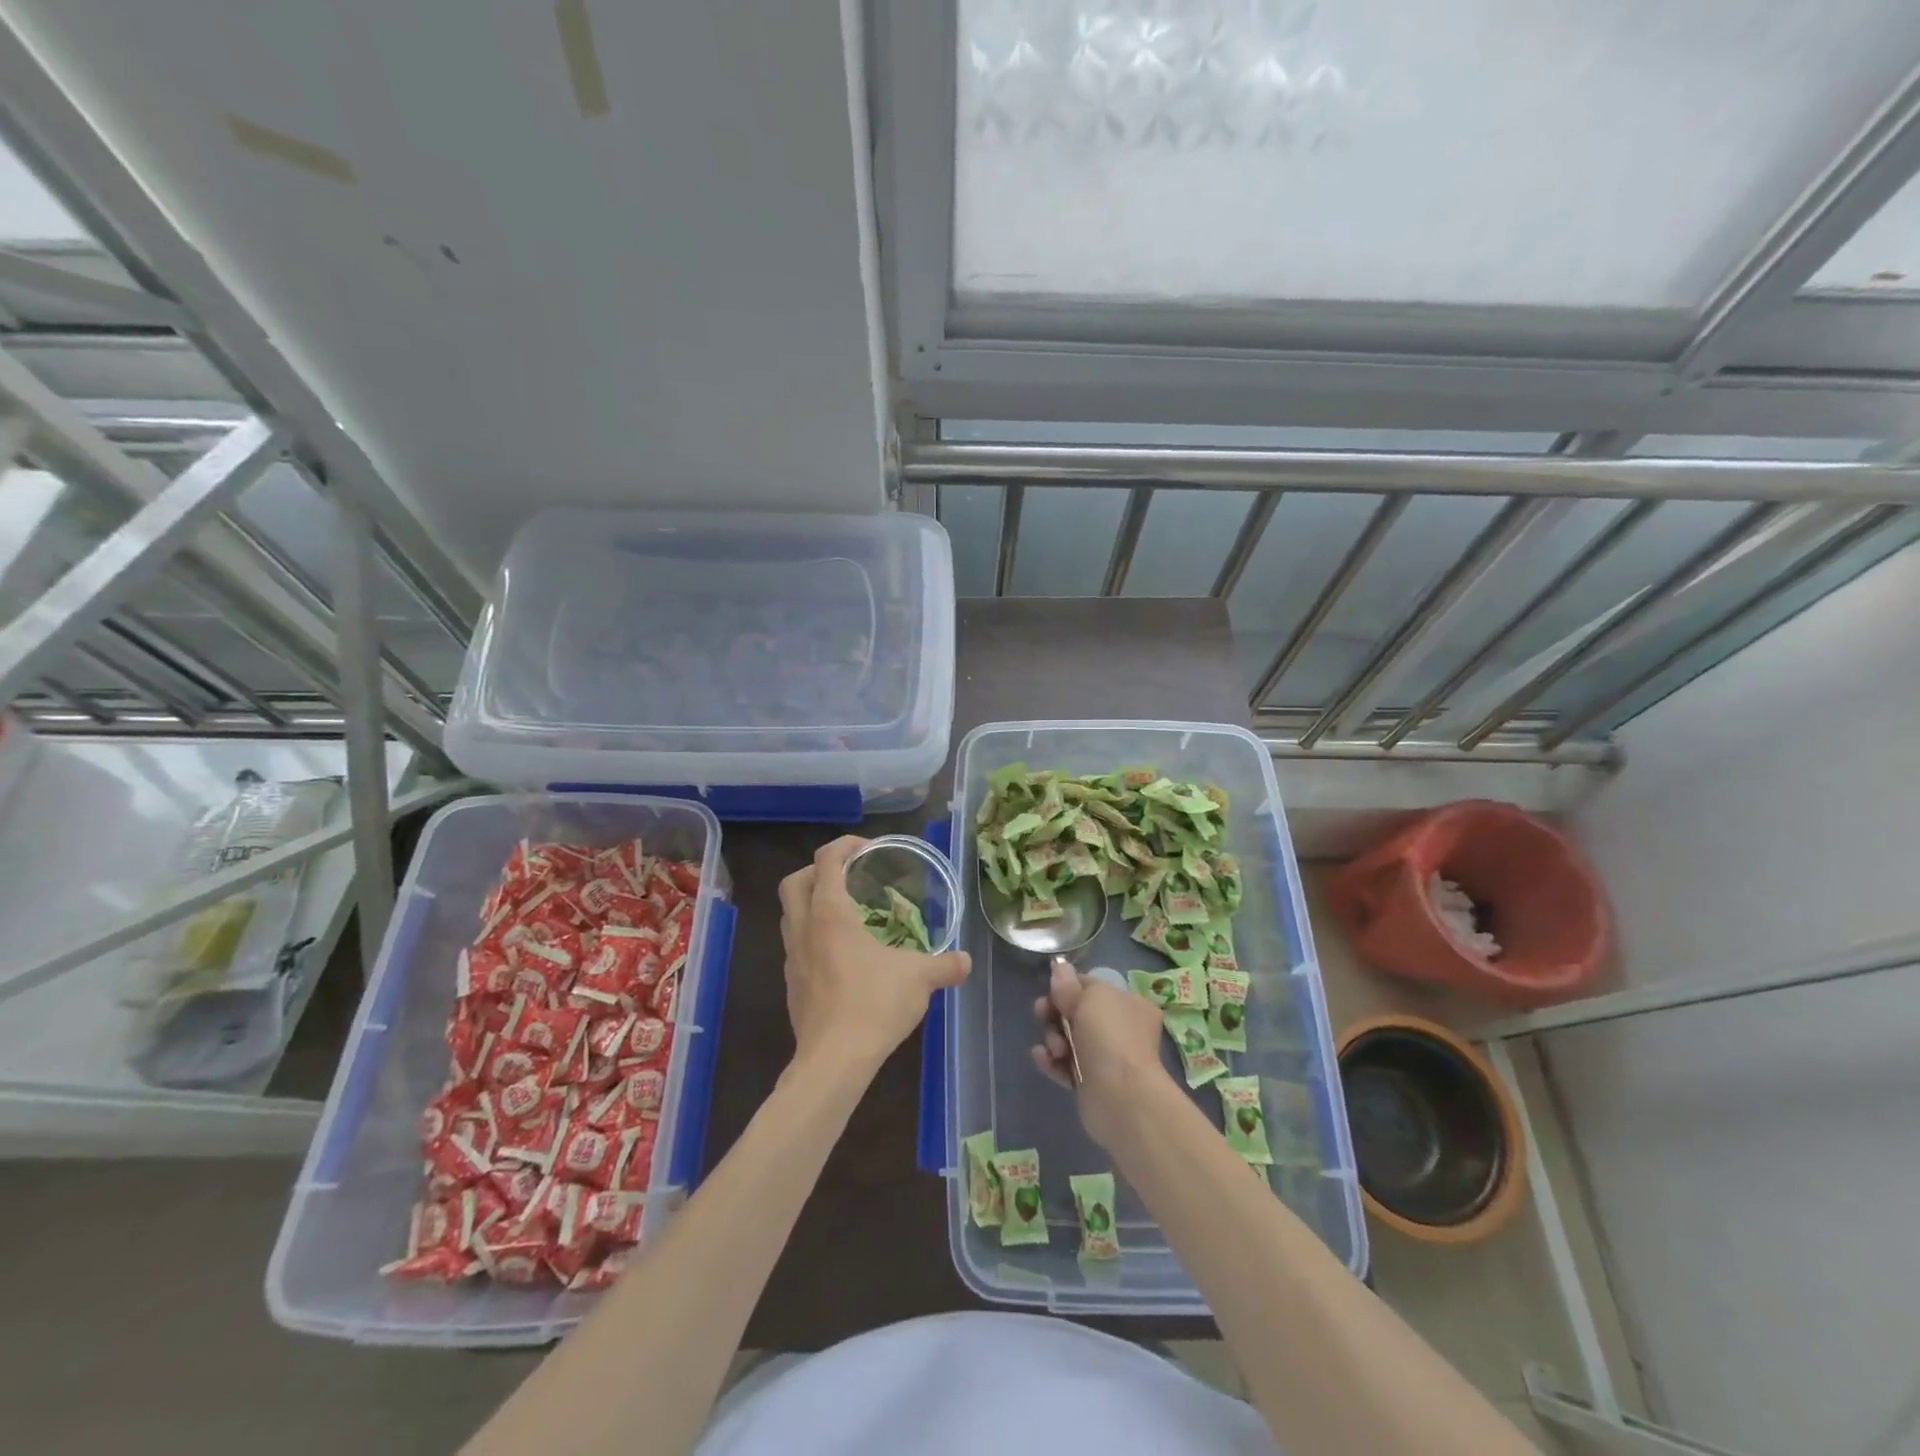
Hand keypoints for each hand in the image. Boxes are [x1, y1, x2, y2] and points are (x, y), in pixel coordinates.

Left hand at [778, 836, 970, 1079]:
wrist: (833, 1062)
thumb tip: (966, 961)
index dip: (845, 844)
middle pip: (794, 881)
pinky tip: (842, 954)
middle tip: (849, 876)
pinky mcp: (792, 984)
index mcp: (829, 914)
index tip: (868, 848)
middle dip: (818, 870)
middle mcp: (804, 928)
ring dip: (811, 903)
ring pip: (790, 914)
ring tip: (846, 912)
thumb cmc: (873, 1006)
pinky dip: (813, 936)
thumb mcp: (919, 979)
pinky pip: (796, 945)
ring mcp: (792, 957)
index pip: (826, 859)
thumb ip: (945, 965)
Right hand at [1031, 957, 1171, 1148]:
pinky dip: (1052, 1061)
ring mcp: (1107, 1057)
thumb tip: (1059, 967)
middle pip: (1076, 1012)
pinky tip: (1042, 1058)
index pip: (1091, 986)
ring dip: (1053, 1039)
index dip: (1068, 986)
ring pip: (1068, 1039)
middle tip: (1042, 1014)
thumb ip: (1069, 984)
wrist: (1121, 1097)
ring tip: (1055, 1049)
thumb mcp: (1089, 999)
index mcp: (1128, 1004)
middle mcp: (1120, 1029)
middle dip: (1055, 1013)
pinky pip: (1065, 1065)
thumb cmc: (1110, 1037)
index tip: (1050, 991)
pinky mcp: (1091, 1083)